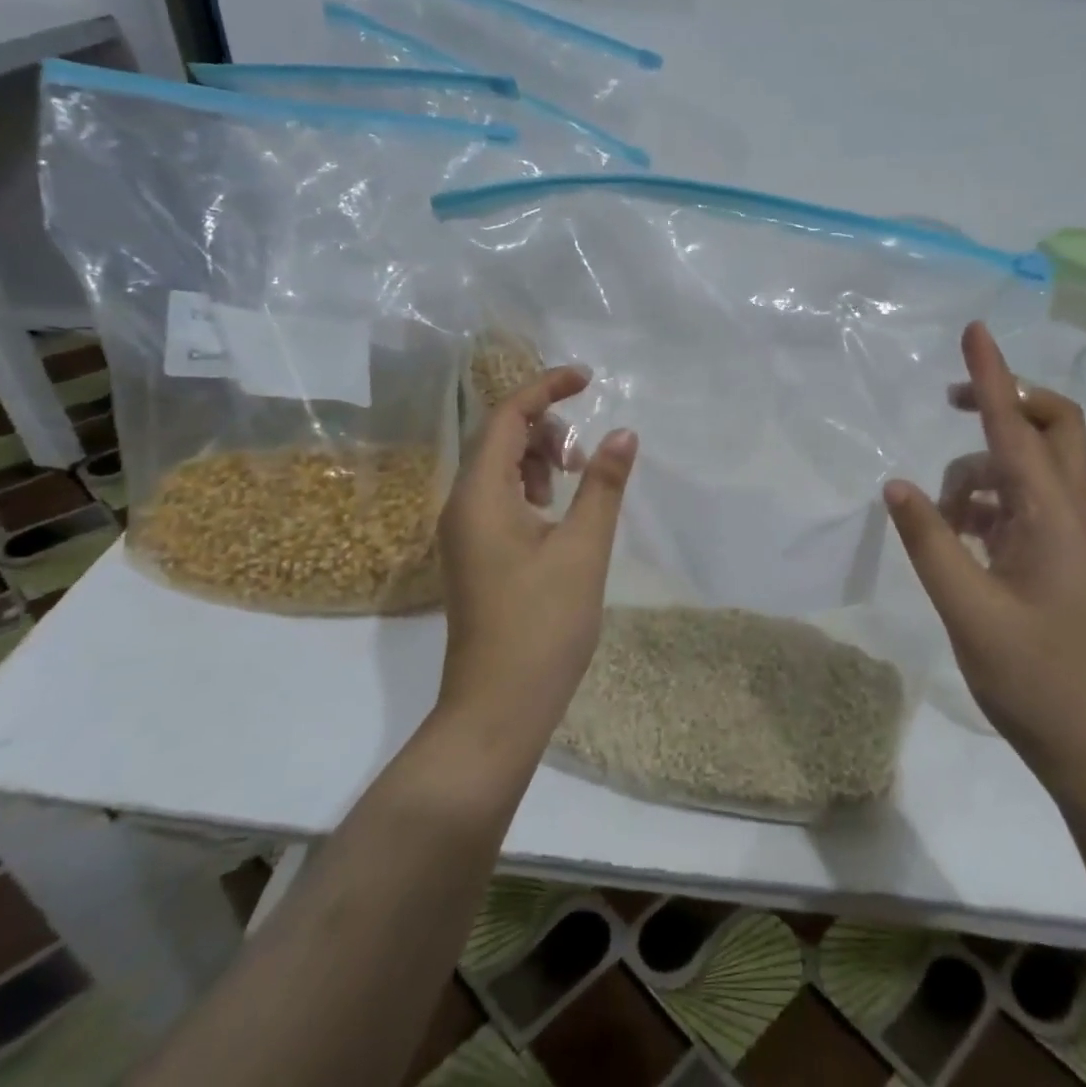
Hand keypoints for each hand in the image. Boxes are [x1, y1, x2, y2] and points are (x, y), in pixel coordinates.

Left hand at [437, 366, 638, 753]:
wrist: (498, 708)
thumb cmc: (543, 625)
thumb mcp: (583, 548)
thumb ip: (602, 484)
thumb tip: (623, 432)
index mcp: (480, 494)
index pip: (505, 416)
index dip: (545, 388)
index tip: (587, 378)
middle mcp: (462, 505)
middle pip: (498, 437)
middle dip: (544, 427)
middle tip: (584, 452)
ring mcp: (465, 532)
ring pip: (499, 468)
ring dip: (538, 458)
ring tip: (577, 478)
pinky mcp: (476, 554)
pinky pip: (499, 498)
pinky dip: (531, 488)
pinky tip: (559, 509)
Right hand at [883, 323, 1085, 802]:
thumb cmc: (1036, 680)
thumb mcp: (968, 610)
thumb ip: (930, 542)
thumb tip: (895, 485)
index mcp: (1053, 518)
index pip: (1016, 427)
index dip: (991, 376)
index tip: (974, 331)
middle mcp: (1069, 514)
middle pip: (1053, 427)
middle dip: (1004, 403)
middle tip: (951, 405)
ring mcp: (1069, 537)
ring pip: (1028, 468)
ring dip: (981, 473)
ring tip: (943, 519)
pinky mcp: (1059, 559)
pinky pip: (1022, 504)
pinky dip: (987, 504)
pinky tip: (960, 537)